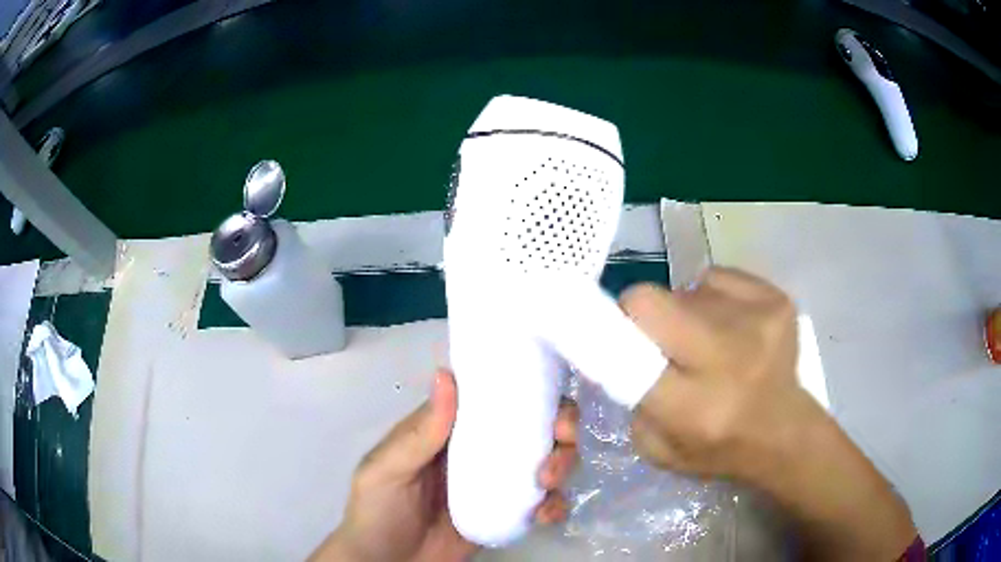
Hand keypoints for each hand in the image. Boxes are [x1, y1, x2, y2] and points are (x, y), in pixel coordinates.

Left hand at [311, 369, 578, 561]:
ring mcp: (497, 484)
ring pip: (546, 460)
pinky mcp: (508, 515)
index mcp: (450, 430)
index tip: (549, 400)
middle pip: (533, 427)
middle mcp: (479, 450)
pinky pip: (544, 503)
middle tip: (560, 442)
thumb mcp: (386, 469)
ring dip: (562, 464)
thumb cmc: (377, 510)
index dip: (529, 390)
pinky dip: (556, 504)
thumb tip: (446, 375)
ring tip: (548, 484)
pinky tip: (546, 516)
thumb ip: (419, 433)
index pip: (495, 398)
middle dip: (559, 428)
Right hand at [621, 267, 803, 479]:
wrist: (783, 433)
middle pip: (652, 300)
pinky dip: (714, 298)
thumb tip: (618, 344)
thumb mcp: (656, 446)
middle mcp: (728, 357)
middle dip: (642, 313)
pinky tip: (730, 326)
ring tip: (704, 341)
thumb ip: (631, 398)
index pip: (629, 345)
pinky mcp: (777, 300)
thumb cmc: (716, 448)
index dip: (612, 332)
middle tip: (656, 335)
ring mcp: (759, 321)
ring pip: (687, 288)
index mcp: (693, 406)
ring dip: (685, 311)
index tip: (608, 333)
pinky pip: (719, 279)